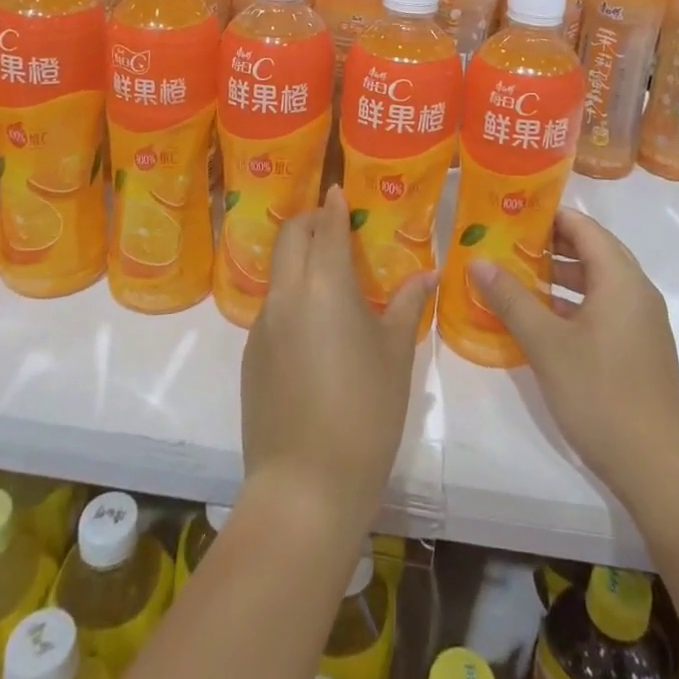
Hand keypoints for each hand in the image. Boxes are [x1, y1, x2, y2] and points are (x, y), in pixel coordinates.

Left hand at [241, 187, 434, 528]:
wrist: (305, 486)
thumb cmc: (365, 412)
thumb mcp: (395, 355)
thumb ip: (408, 306)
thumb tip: (427, 275)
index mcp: (324, 285)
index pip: (325, 227)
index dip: (334, 206)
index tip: (341, 192)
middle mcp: (286, 294)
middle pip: (290, 237)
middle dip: (310, 222)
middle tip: (334, 227)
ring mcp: (262, 325)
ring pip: (278, 272)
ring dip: (299, 260)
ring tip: (330, 278)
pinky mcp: (251, 356)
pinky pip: (272, 308)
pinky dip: (292, 297)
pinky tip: (315, 329)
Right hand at [470, 207, 678, 507]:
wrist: (662, 470)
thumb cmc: (603, 394)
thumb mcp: (547, 344)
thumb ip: (511, 298)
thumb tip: (477, 260)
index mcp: (620, 278)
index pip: (583, 226)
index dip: (547, 214)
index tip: (508, 212)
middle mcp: (635, 291)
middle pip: (590, 250)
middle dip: (548, 243)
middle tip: (504, 241)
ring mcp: (639, 322)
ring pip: (595, 282)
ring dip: (557, 276)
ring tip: (513, 275)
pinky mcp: (636, 349)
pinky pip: (600, 308)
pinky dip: (570, 303)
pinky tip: (537, 319)